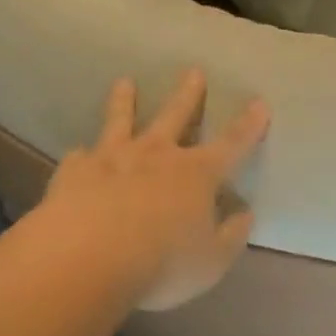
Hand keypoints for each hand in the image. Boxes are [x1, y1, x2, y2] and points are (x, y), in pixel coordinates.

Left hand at [39, 69, 270, 311]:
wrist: (86, 259)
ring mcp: (112, 158)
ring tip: (124, 83)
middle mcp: (157, 155)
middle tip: (193, 71)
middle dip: (188, 94)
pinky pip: (79, 158)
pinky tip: (78, 155)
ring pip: (121, 121)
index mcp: (196, 174)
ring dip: (125, 102)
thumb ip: (231, 237)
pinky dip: (82, 156)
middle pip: (176, 116)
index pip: (232, 144)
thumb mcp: (211, 262)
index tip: (259, 103)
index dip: (249, 125)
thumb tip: (245, 214)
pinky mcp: (75, 172)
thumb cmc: (161, 264)